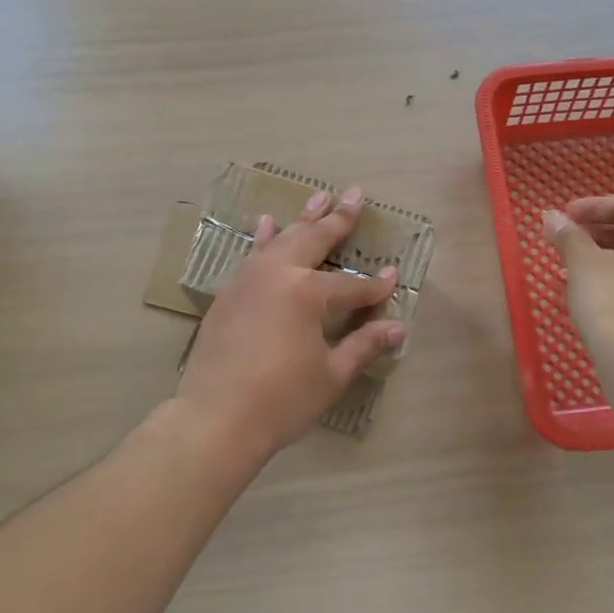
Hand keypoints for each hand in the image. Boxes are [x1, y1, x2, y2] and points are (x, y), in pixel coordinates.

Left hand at [176, 186, 406, 462]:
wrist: (215, 418)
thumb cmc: (281, 400)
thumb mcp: (331, 375)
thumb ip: (363, 345)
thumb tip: (398, 327)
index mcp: (307, 293)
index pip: (351, 285)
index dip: (375, 285)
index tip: (393, 276)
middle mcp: (278, 274)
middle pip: (314, 240)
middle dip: (338, 219)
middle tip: (354, 194)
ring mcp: (248, 279)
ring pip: (281, 239)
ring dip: (303, 218)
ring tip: (319, 197)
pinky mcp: (228, 293)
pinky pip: (252, 255)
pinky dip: (265, 238)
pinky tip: (267, 224)